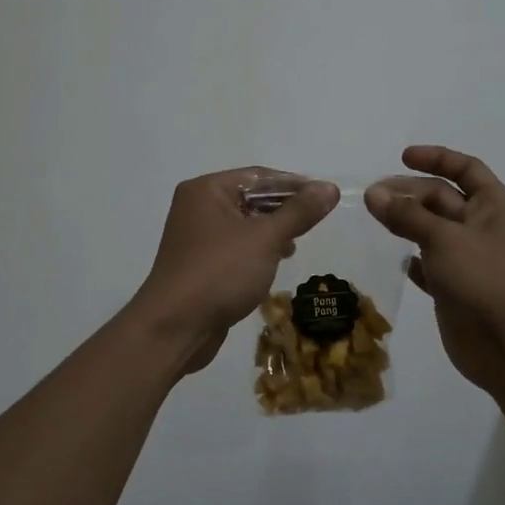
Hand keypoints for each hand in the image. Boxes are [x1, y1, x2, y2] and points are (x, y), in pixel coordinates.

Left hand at [131, 169, 340, 376]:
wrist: (175, 328)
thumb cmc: (220, 273)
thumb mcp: (265, 238)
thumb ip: (299, 212)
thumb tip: (329, 187)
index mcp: (207, 190)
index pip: (258, 176)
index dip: (295, 184)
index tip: (325, 196)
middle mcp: (197, 207)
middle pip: (250, 198)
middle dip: (284, 209)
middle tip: (316, 221)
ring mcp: (196, 237)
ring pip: (244, 224)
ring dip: (272, 231)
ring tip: (296, 243)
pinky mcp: (200, 264)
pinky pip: (235, 247)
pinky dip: (257, 250)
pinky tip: (275, 262)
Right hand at [366, 147, 504, 393]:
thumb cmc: (486, 281)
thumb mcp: (445, 239)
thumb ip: (407, 215)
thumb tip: (373, 193)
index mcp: (495, 206)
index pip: (466, 169)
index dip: (436, 159)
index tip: (402, 157)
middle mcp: (485, 228)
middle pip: (444, 198)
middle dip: (410, 193)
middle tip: (372, 196)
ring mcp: (471, 260)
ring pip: (434, 231)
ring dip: (407, 223)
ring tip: (375, 219)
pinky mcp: (457, 289)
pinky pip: (432, 266)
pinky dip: (415, 260)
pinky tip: (398, 260)